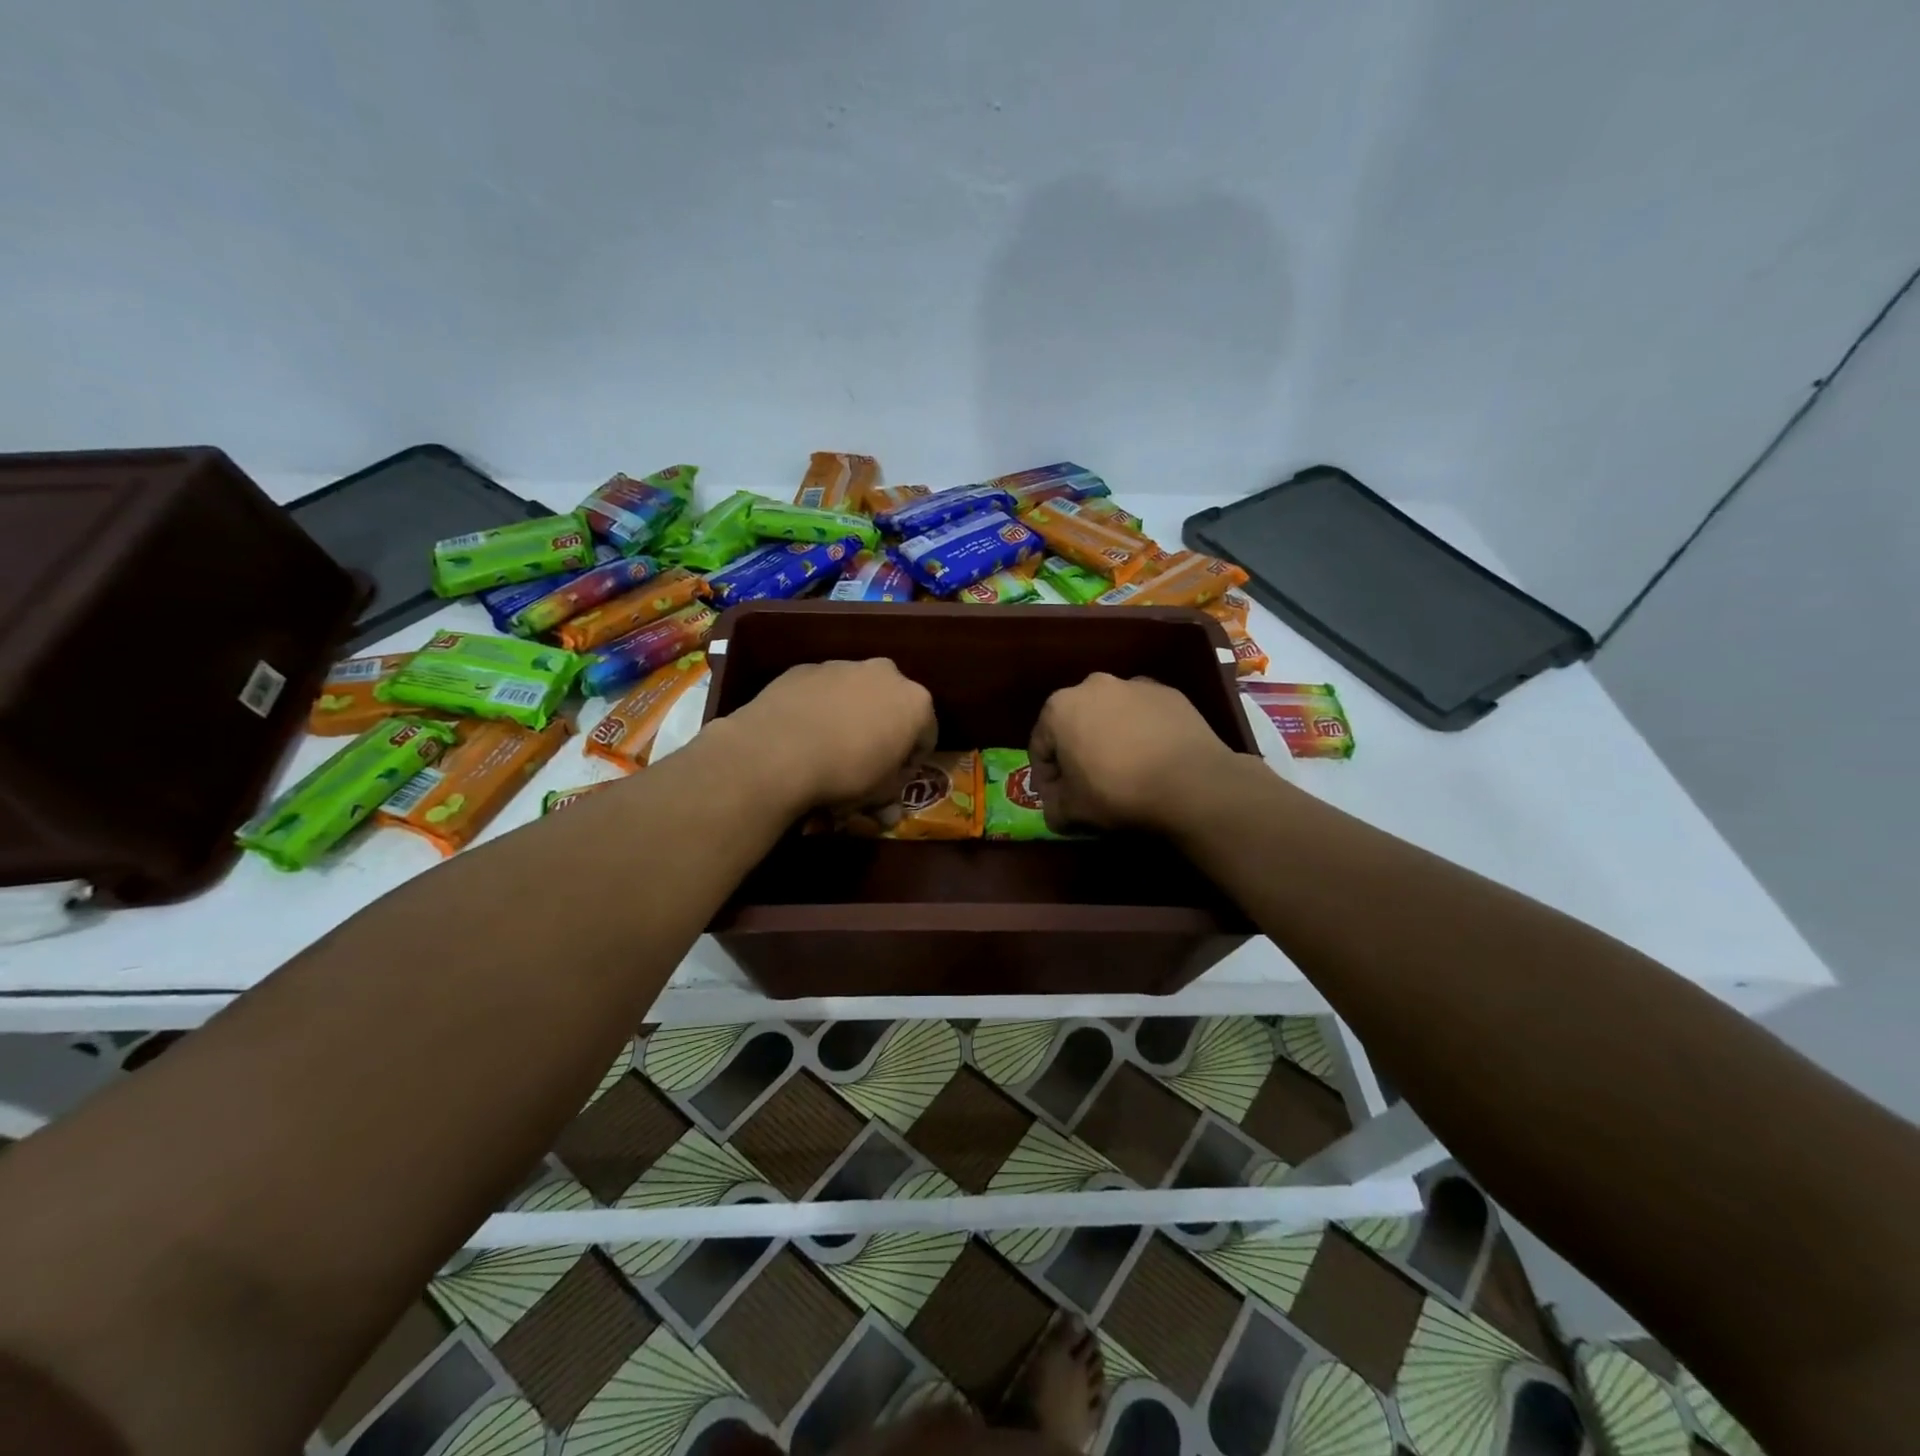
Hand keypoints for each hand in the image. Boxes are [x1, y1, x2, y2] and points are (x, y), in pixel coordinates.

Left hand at [716, 659, 935, 814]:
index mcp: (915, 702)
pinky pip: (821, 691)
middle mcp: (885, 674)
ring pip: (855, 693)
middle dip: (882, 730)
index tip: (894, 780)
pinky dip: (819, 708)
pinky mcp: (805, 668)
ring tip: (828, 746)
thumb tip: (887, 810)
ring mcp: (843, 666)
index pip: (927, 735)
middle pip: (892, 705)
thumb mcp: (878, 794)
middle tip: (863, 761)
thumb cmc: (846, 774)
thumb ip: (890, 794)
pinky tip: (802, 734)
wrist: (777, 751)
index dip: (911, 761)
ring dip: (850, 715)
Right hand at [1029, 673, 1241, 832]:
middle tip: (1089, 783)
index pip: (1040, 746)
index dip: (1045, 777)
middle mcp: (1093, 685)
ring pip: (1111, 715)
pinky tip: (1153, 758)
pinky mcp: (1169, 693)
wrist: (1190, 781)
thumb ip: (1053, 807)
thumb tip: (1056, 807)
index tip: (1058, 798)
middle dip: (1077, 751)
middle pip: (1075, 723)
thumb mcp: (1071, 811)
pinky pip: (1144, 715)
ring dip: (1110, 738)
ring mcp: (1134, 685)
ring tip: (1125, 770)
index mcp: (1059, 707)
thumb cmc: (1117, 791)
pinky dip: (1141, 732)